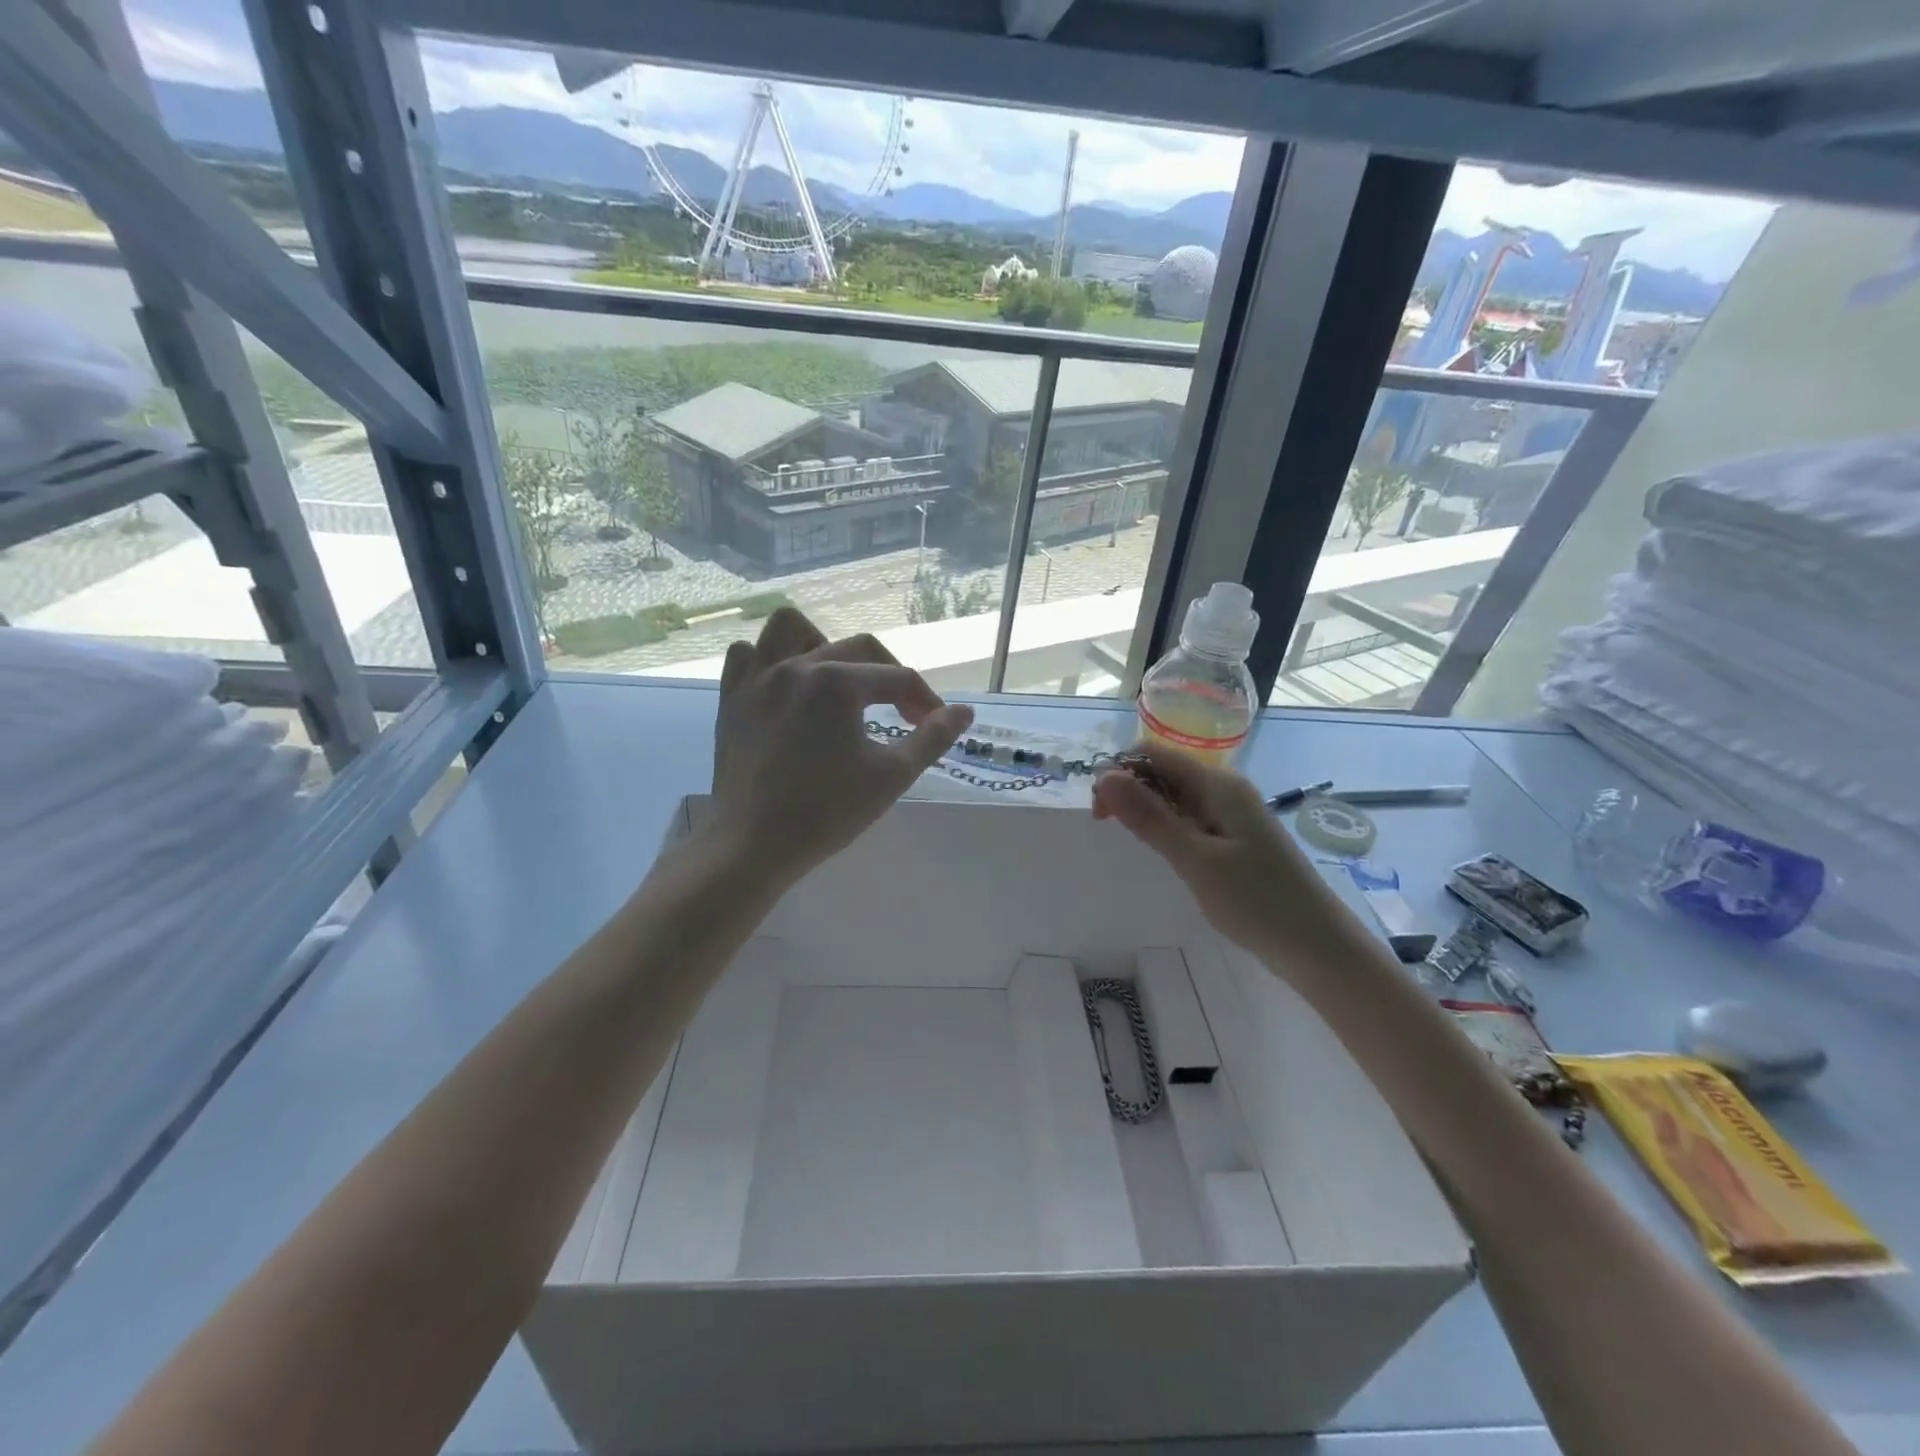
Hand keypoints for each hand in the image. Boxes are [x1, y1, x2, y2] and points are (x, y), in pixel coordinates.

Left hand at [711, 608, 972, 885]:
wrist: (755, 845)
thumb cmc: (829, 811)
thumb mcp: (893, 775)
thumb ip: (933, 737)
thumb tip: (964, 711)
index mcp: (838, 682)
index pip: (897, 678)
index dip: (925, 700)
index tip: (934, 725)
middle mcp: (797, 666)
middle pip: (858, 649)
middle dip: (889, 675)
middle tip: (902, 713)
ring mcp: (758, 679)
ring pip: (791, 629)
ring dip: (822, 644)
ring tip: (836, 679)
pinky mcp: (731, 698)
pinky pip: (746, 655)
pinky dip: (767, 660)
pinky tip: (786, 687)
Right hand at [1093, 743, 1316, 955]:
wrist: (1318, 947)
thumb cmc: (1257, 901)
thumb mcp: (1195, 859)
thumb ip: (1149, 817)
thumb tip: (1104, 776)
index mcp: (1218, 785)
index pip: (1155, 754)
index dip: (1121, 771)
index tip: (1099, 810)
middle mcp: (1225, 790)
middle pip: (1164, 772)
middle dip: (1131, 791)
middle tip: (1108, 829)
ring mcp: (1232, 816)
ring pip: (1176, 798)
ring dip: (1148, 812)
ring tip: (1136, 843)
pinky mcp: (1234, 840)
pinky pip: (1191, 820)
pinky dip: (1169, 830)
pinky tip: (1164, 853)